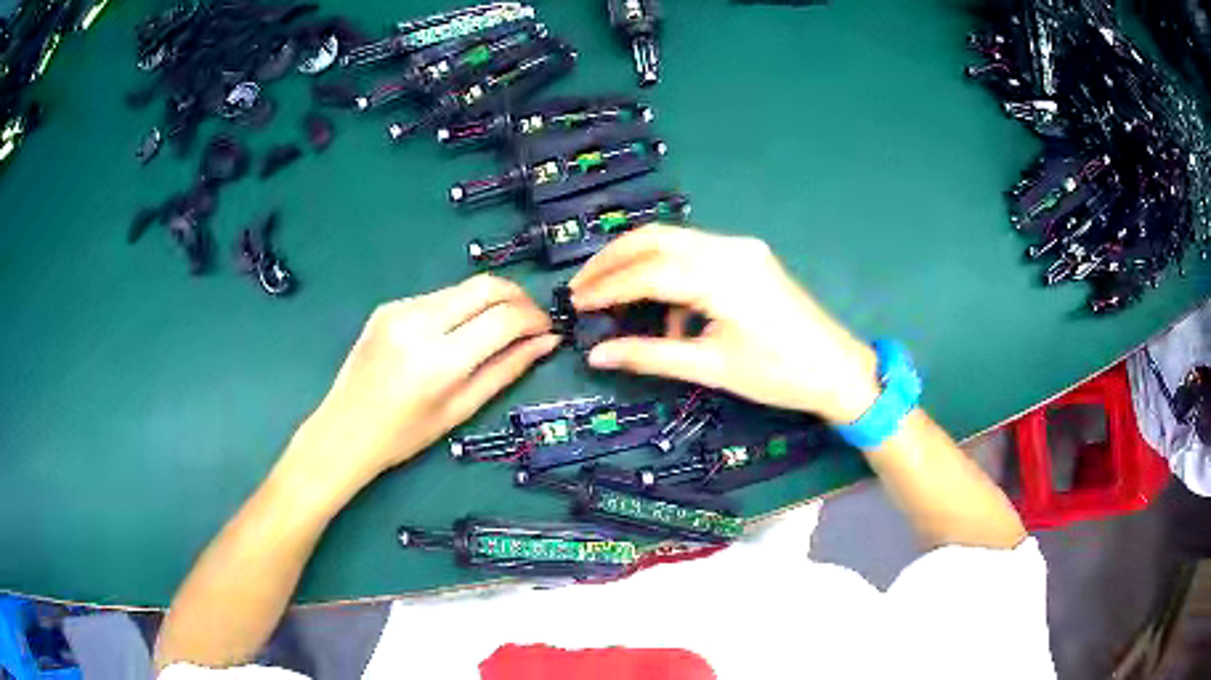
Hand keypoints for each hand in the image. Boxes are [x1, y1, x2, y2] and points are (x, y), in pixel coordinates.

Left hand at [282, 275, 559, 504]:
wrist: (344, 430)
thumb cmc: (404, 435)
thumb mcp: (460, 410)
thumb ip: (506, 371)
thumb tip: (546, 343)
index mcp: (439, 361)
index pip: (502, 319)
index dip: (533, 318)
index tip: (547, 329)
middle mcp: (419, 324)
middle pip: (485, 285)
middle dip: (517, 296)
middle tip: (530, 319)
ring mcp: (400, 309)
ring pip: (462, 288)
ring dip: (488, 302)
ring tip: (496, 329)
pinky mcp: (388, 305)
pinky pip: (438, 297)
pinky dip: (459, 308)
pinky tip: (457, 333)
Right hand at [570, 226, 879, 424]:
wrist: (837, 370)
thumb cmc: (778, 375)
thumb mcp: (710, 368)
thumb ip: (650, 356)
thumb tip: (597, 356)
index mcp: (721, 276)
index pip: (648, 272)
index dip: (607, 287)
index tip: (576, 303)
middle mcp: (729, 248)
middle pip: (656, 239)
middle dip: (613, 259)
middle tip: (581, 286)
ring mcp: (742, 248)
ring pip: (674, 240)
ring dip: (638, 261)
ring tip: (608, 291)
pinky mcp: (749, 256)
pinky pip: (697, 253)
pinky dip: (670, 272)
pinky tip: (664, 309)